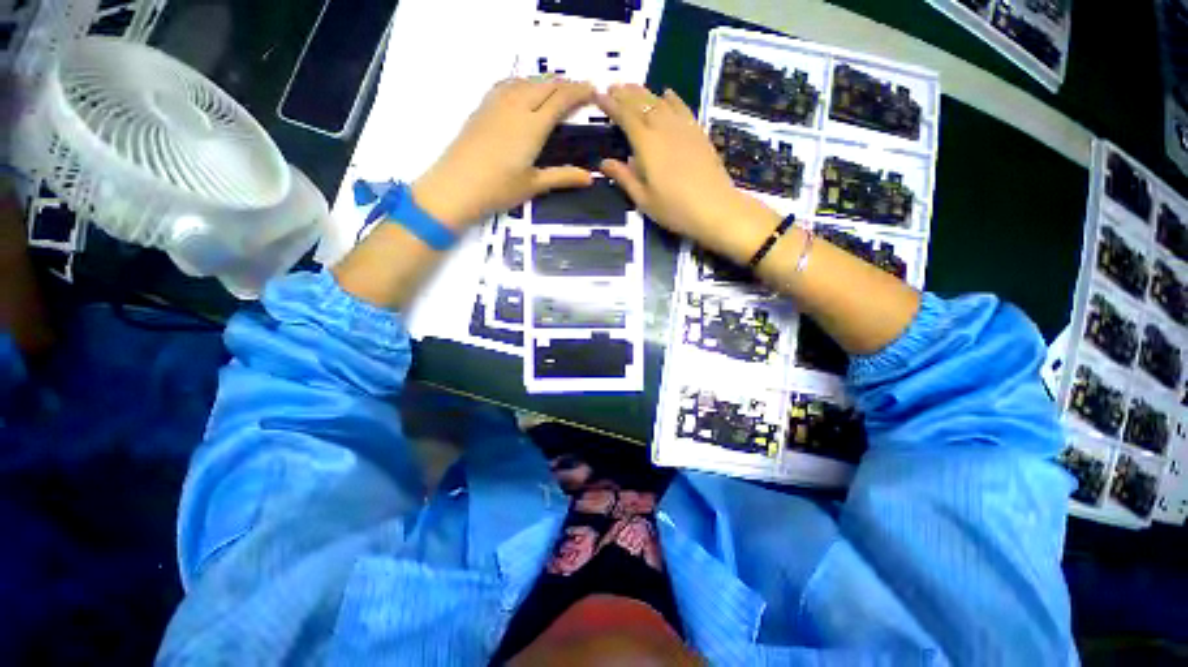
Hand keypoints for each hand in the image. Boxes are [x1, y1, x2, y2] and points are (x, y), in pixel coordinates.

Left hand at [411, 78, 597, 228]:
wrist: (456, 186)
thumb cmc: (498, 189)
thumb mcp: (534, 185)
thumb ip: (563, 176)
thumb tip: (590, 177)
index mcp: (532, 126)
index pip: (560, 99)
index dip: (579, 92)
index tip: (593, 90)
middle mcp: (516, 107)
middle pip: (544, 85)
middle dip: (565, 84)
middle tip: (579, 91)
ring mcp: (496, 104)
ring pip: (525, 81)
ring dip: (544, 81)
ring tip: (556, 89)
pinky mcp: (482, 108)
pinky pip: (507, 84)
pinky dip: (523, 83)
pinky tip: (524, 90)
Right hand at [595, 85, 779, 262]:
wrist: (714, 208)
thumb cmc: (673, 208)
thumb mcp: (643, 199)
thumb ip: (624, 177)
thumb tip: (604, 163)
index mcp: (646, 144)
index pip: (624, 116)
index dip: (610, 104)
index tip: (597, 94)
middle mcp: (663, 128)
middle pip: (642, 104)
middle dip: (625, 94)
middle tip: (612, 86)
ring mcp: (683, 127)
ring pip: (660, 102)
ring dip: (644, 92)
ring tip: (632, 87)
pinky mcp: (698, 132)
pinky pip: (682, 108)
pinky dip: (672, 98)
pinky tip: (667, 93)